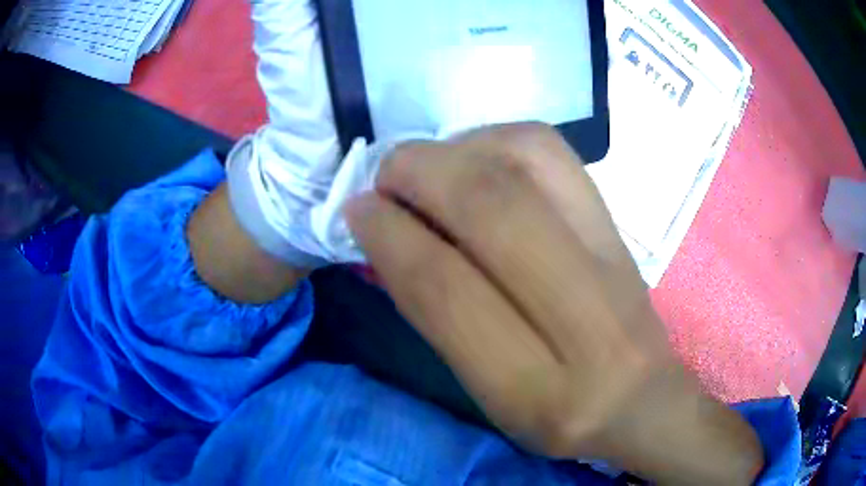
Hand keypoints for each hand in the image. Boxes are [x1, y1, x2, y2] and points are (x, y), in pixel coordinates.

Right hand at [346, 124, 763, 484]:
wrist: (643, 396)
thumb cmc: (556, 412)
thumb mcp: (487, 394)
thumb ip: (438, 317)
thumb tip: (386, 234)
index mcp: (536, 388)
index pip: (448, 290)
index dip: (390, 235)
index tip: (356, 210)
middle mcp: (585, 316)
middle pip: (495, 209)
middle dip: (419, 174)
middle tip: (383, 177)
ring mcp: (612, 255)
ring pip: (530, 160)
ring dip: (460, 148)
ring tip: (428, 166)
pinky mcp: (617, 223)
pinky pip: (555, 153)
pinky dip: (499, 139)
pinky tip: (477, 158)